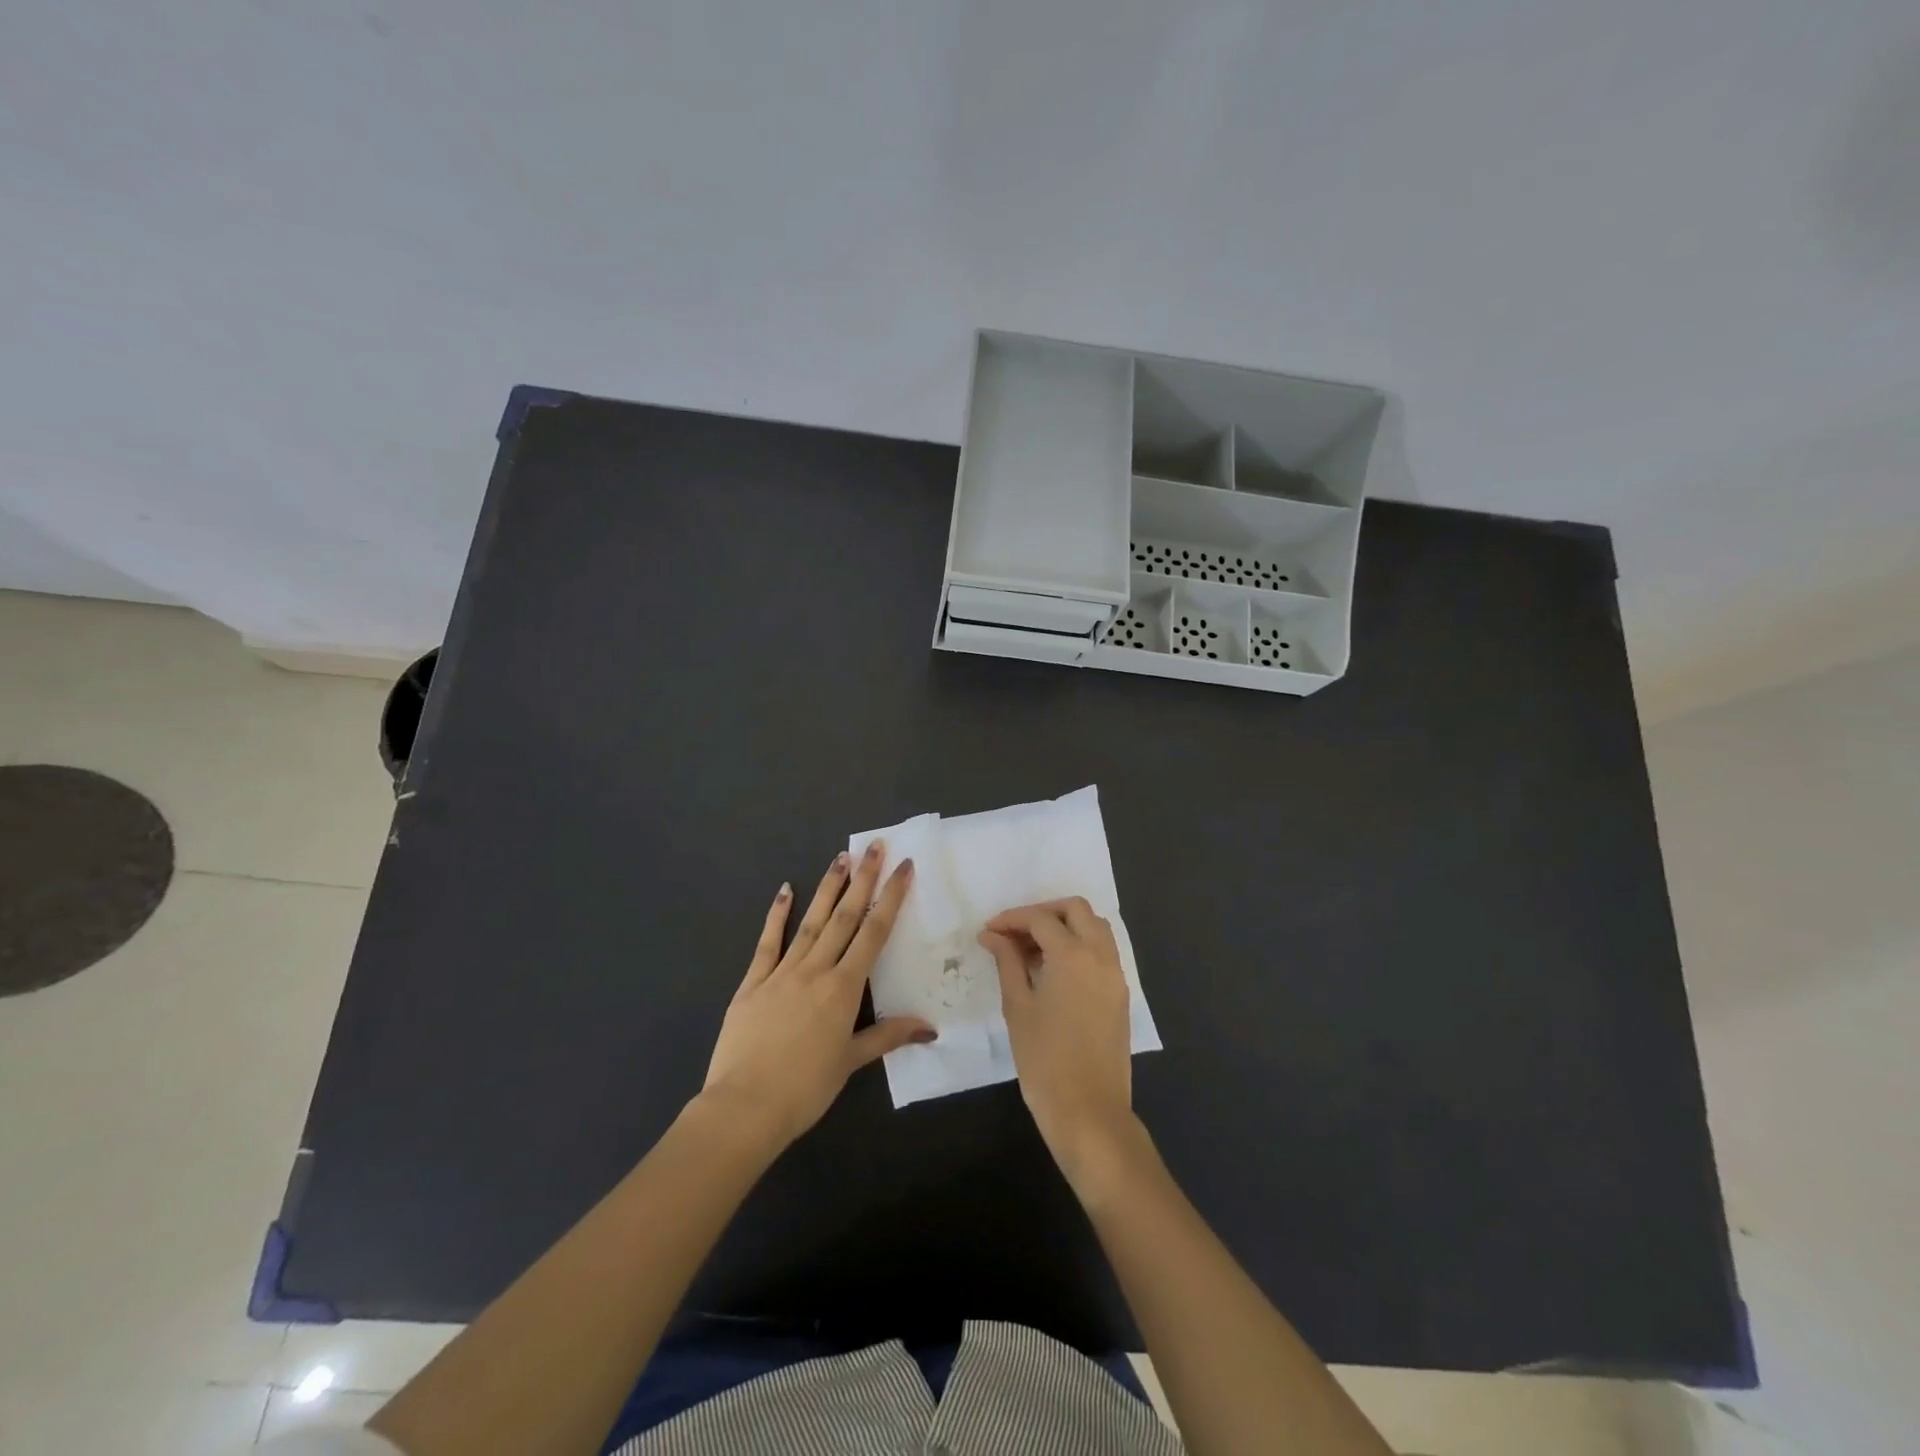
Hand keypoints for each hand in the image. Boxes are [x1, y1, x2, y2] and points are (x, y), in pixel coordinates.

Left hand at [701, 841, 934, 1149]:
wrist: (744, 1107)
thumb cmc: (805, 1089)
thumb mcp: (851, 1062)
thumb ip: (888, 1036)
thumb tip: (930, 1027)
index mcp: (843, 988)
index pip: (874, 933)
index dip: (890, 898)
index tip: (903, 868)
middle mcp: (816, 970)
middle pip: (844, 917)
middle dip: (863, 880)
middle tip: (874, 847)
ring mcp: (781, 972)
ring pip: (811, 922)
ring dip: (827, 888)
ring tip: (841, 857)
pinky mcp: (752, 982)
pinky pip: (767, 942)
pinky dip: (777, 915)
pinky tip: (785, 890)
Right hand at [979, 898, 1144, 1198]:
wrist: (1089, 1112)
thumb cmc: (1044, 1060)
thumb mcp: (1018, 1007)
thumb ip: (1007, 962)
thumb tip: (992, 935)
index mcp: (1073, 954)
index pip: (1040, 919)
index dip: (1011, 920)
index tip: (989, 932)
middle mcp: (1101, 955)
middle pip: (1075, 909)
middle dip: (1043, 913)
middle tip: (1014, 933)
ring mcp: (1116, 975)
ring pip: (1094, 927)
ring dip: (1064, 926)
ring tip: (1032, 950)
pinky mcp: (1120, 994)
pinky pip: (1103, 951)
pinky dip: (1079, 946)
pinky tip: (1053, 970)